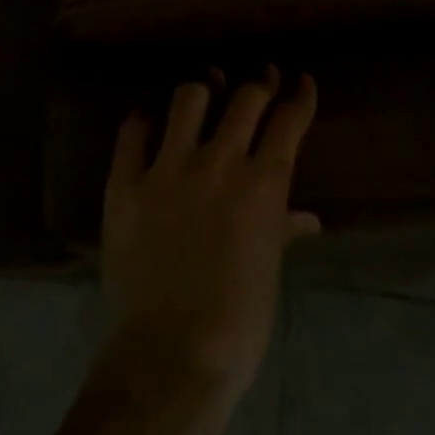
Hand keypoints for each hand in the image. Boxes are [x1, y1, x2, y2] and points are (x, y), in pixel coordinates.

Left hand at [101, 67, 321, 399]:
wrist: (170, 355)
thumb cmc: (235, 324)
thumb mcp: (268, 274)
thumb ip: (282, 232)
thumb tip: (308, 219)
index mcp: (262, 186)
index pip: (288, 122)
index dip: (300, 97)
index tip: (302, 81)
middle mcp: (218, 163)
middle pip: (245, 99)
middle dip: (259, 83)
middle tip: (262, 78)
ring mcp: (168, 168)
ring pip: (188, 99)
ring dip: (202, 91)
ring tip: (206, 91)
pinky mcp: (126, 182)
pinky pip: (132, 132)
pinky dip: (142, 120)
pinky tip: (148, 119)